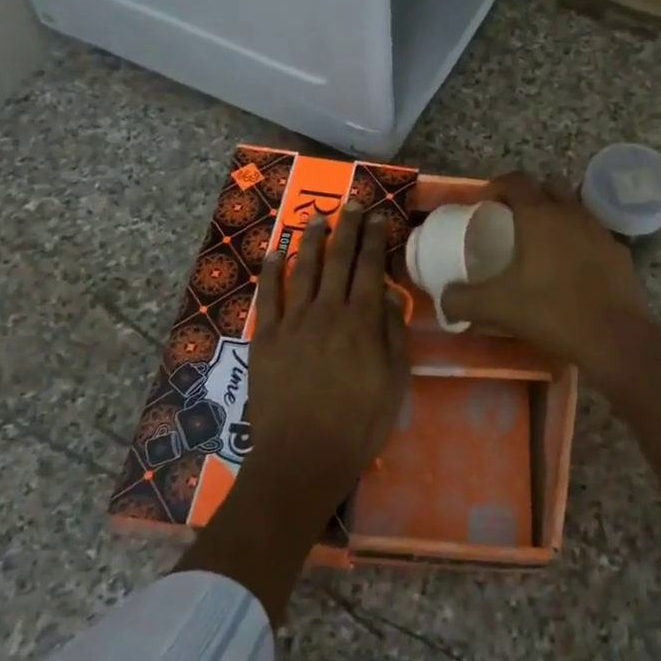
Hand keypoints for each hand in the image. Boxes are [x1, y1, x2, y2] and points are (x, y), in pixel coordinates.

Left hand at [238, 205, 409, 522]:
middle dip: (347, 228)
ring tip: (318, 216)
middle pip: (339, 260)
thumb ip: (394, 335)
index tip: (378, 217)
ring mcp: (293, 322)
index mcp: (362, 321)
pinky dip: (272, 271)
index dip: (375, 240)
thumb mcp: (394, 382)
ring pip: (305, 270)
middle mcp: (328, 311)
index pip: (371, 269)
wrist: (302, 456)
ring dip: (312, 240)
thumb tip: (391, 295)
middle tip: (352, 203)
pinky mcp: (266, 338)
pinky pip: (268, 296)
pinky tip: (276, 252)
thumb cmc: (358, 424)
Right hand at [445, 172, 660, 498]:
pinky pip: (593, 236)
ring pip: (574, 210)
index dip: (497, 186)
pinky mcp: (619, 254)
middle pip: (548, 187)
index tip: (485, 203)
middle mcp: (571, 213)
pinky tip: (571, 271)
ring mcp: (600, 231)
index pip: (515, 181)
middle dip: (530, 196)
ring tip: (541, 245)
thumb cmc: (551, 311)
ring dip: (556, 217)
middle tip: (512, 220)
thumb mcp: (497, 307)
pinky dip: (579, 243)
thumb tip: (444, 299)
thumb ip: (462, 300)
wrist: (615, 338)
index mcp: (539, 215)